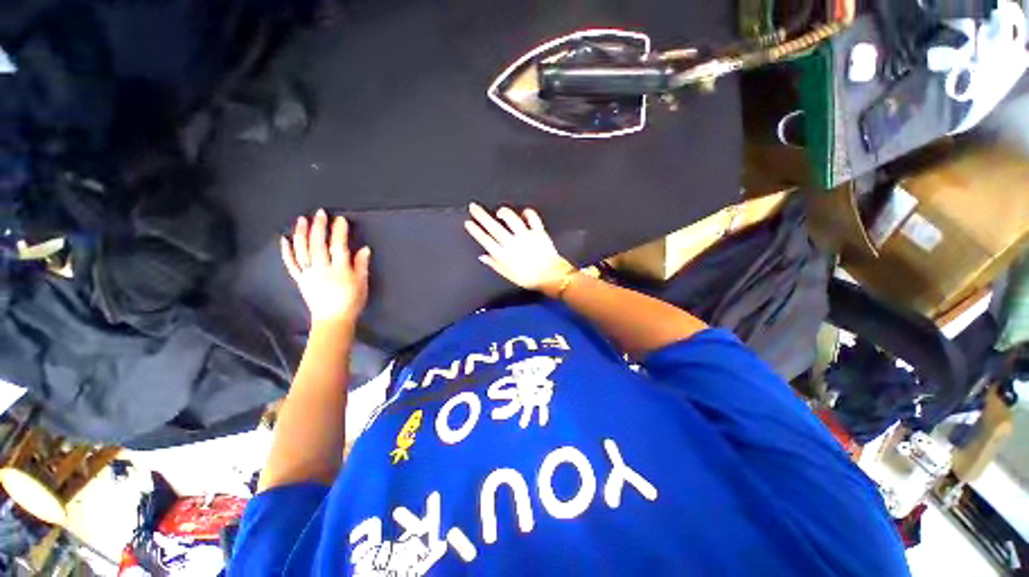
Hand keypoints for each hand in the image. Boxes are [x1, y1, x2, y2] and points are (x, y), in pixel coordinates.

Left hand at [281, 209, 370, 326]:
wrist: (333, 319)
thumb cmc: (352, 301)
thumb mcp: (362, 283)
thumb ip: (361, 265)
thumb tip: (364, 249)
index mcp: (340, 270)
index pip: (339, 247)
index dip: (339, 232)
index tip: (340, 220)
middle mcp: (322, 269)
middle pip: (318, 245)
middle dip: (319, 227)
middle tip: (320, 213)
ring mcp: (309, 274)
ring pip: (303, 251)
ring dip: (301, 234)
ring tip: (302, 220)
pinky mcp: (300, 279)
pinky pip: (291, 264)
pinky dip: (287, 251)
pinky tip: (284, 239)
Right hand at [465, 203, 573, 294]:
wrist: (551, 277)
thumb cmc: (529, 279)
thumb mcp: (509, 275)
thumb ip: (495, 264)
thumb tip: (483, 256)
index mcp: (504, 255)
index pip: (486, 240)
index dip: (476, 231)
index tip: (468, 222)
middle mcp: (513, 243)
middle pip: (494, 227)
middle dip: (482, 216)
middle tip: (473, 207)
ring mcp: (526, 236)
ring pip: (511, 220)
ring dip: (504, 213)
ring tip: (499, 211)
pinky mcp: (538, 232)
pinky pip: (532, 218)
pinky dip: (528, 213)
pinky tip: (524, 212)